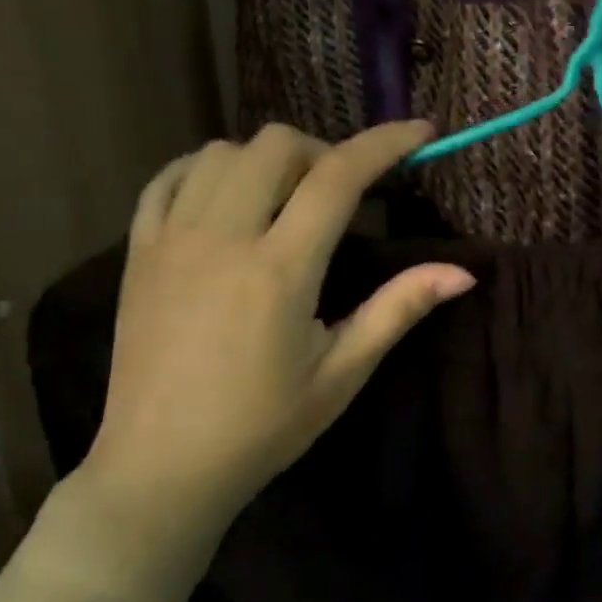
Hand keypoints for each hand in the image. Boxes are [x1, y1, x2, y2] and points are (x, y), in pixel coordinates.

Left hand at [82, 122, 474, 551]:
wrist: (160, 469)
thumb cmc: (263, 426)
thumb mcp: (343, 372)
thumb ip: (399, 309)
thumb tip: (464, 272)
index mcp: (280, 269)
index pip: (339, 176)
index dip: (385, 143)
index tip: (420, 132)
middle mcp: (222, 238)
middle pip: (277, 145)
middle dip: (324, 152)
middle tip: (344, 195)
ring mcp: (171, 240)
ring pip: (222, 152)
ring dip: (268, 160)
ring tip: (287, 199)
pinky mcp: (137, 252)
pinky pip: (169, 178)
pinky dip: (207, 170)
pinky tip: (229, 199)